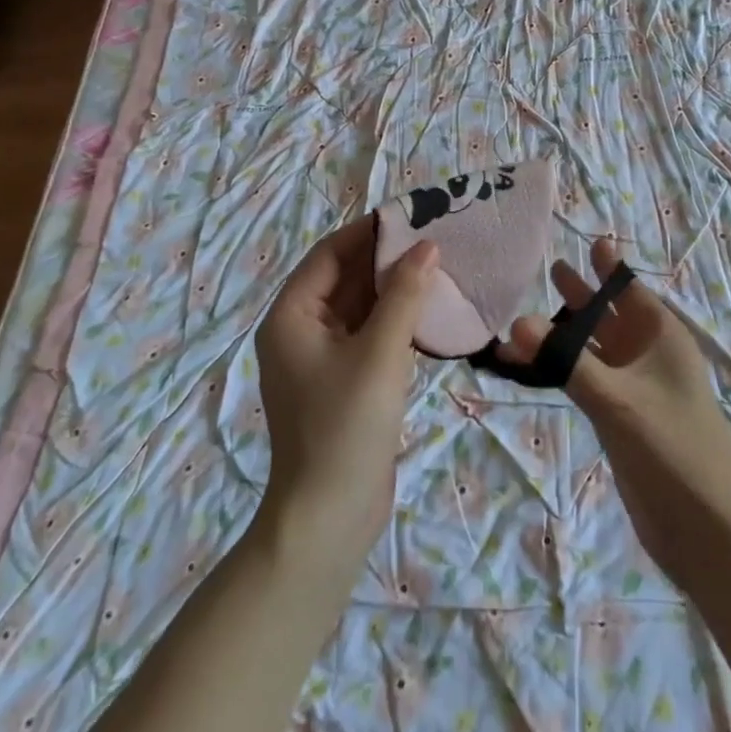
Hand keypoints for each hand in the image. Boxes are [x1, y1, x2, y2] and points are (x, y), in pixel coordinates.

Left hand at [251, 221, 437, 587]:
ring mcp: (321, 361)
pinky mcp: (344, 384)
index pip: (329, 255)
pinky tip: (430, 311)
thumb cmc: (346, 426)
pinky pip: (369, 337)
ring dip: (394, 290)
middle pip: (344, 280)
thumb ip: (404, 296)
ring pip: (360, 309)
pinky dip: (396, 321)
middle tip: (434, 236)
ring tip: (439, 265)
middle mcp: (300, 332)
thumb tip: (426, 247)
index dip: (368, 232)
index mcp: (291, 317)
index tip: (410, 214)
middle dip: (386, 259)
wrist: (330, 517)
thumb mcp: (379, 353)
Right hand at [500, 236, 730, 594]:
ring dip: (564, 334)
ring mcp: (635, 389)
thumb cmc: (673, 449)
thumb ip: (566, 361)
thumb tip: (515, 321)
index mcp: (662, 338)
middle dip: (582, 294)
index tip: (591, 238)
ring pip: (593, 349)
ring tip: (525, 315)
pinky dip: (561, 369)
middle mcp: (649, 356)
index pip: (630, 289)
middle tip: (551, 266)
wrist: (707, 530)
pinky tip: (532, 366)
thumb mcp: (617, 400)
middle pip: (609, 315)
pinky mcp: (621, 419)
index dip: (609, 266)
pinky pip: (586, 381)